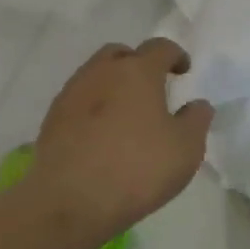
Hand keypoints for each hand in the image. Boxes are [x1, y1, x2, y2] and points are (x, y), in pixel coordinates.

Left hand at [26, 38, 212, 241]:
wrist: (70, 201)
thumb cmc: (137, 169)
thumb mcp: (186, 148)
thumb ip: (196, 120)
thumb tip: (197, 104)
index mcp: (137, 72)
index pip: (160, 48)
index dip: (175, 55)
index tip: (183, 71)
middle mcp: (101, 73)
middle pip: (121, 54)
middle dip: (138, 64)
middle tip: (152, 88)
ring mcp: (72, 94)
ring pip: (95, 75)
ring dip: (113, 85)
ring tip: (126, 113)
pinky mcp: (52, 119)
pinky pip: (79, 101)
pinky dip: (94, 107)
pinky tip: (102, 134)